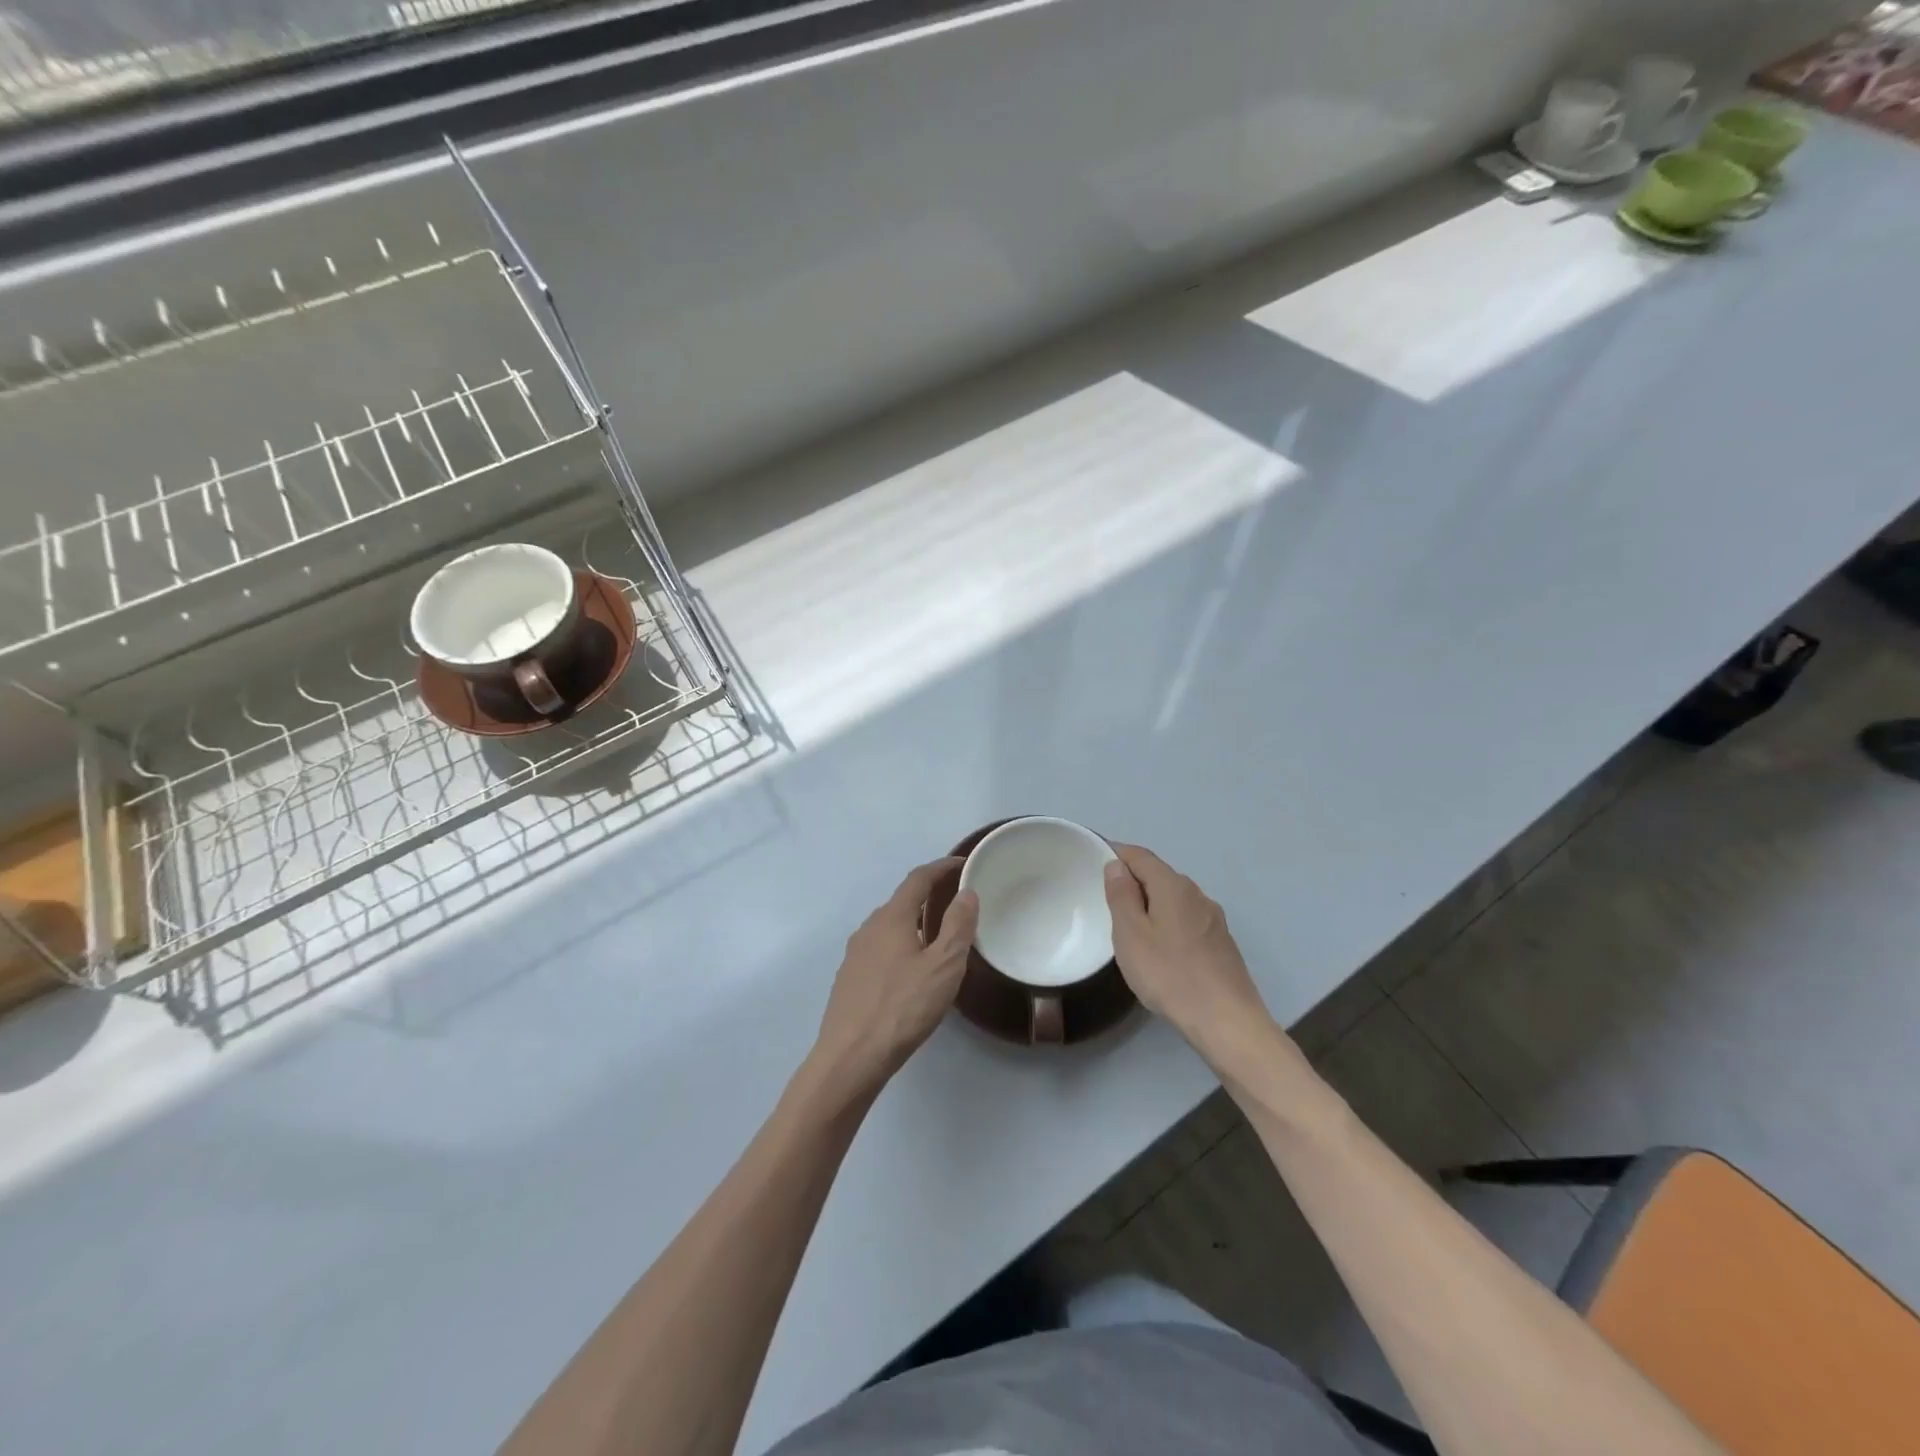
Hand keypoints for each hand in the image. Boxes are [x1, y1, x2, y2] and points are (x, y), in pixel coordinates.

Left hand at [810, 859, 978, 1097]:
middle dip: (928, 897)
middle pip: (902, 902)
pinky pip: (880, 950)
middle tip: (956, 904)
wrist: (851, 1057)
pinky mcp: (849, 979)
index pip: (918, 879)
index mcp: (892, 918)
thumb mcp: (943, 966)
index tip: (962, 864)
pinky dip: (901, 946)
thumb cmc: (903, 1007)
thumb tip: (966, 893)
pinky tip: (912, 972)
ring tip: (938, 938)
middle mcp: (869, 928)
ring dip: (914, 924)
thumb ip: (957, 926)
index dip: (941, 868)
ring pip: (889, 928)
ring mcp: (855, 954)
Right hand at [1103, 844, 1277, 1066]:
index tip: (1095, 858)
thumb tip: (1117, 865)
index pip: (1141, 856)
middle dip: (1133, 879)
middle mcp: (1197, 894)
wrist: (1226, 1021)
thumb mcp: (1131, 934)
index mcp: (1173, 886)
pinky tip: (1160, 946)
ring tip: (1130, 924)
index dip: (1117, 852)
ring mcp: (1213, 918)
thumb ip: (1121, 896)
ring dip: (1151, 902)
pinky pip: (1186, 918)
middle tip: (1107, 897)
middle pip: (1159, 875)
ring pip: (1174, 898)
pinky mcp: (1221, 942)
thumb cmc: (1169, 974)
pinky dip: (1167, 921)